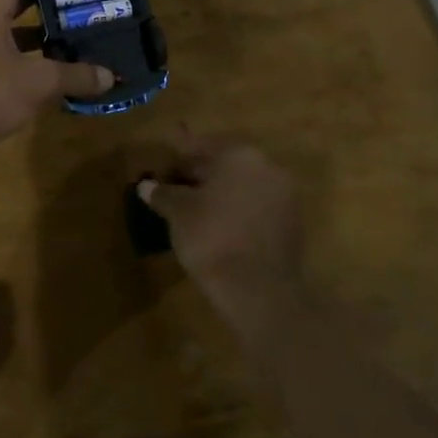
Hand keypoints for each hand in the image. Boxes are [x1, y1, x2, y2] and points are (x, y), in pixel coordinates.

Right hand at [138, 137, 306, 339]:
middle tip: (174, 189)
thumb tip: (146, 185)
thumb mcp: (178, 212)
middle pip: (225, 164)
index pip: (201, 147)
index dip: (177, 159)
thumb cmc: (212, 237)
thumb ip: (162, 193)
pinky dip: (236, 211)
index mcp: (239, 154)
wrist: (259, 290)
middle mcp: (267, 167)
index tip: (161, 168)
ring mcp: (284, 196)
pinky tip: (216, 227)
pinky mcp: (292, 224)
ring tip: (192, 210)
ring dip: (219, 194)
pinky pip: (256, 207)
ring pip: (242, 186)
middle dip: (199, 175)